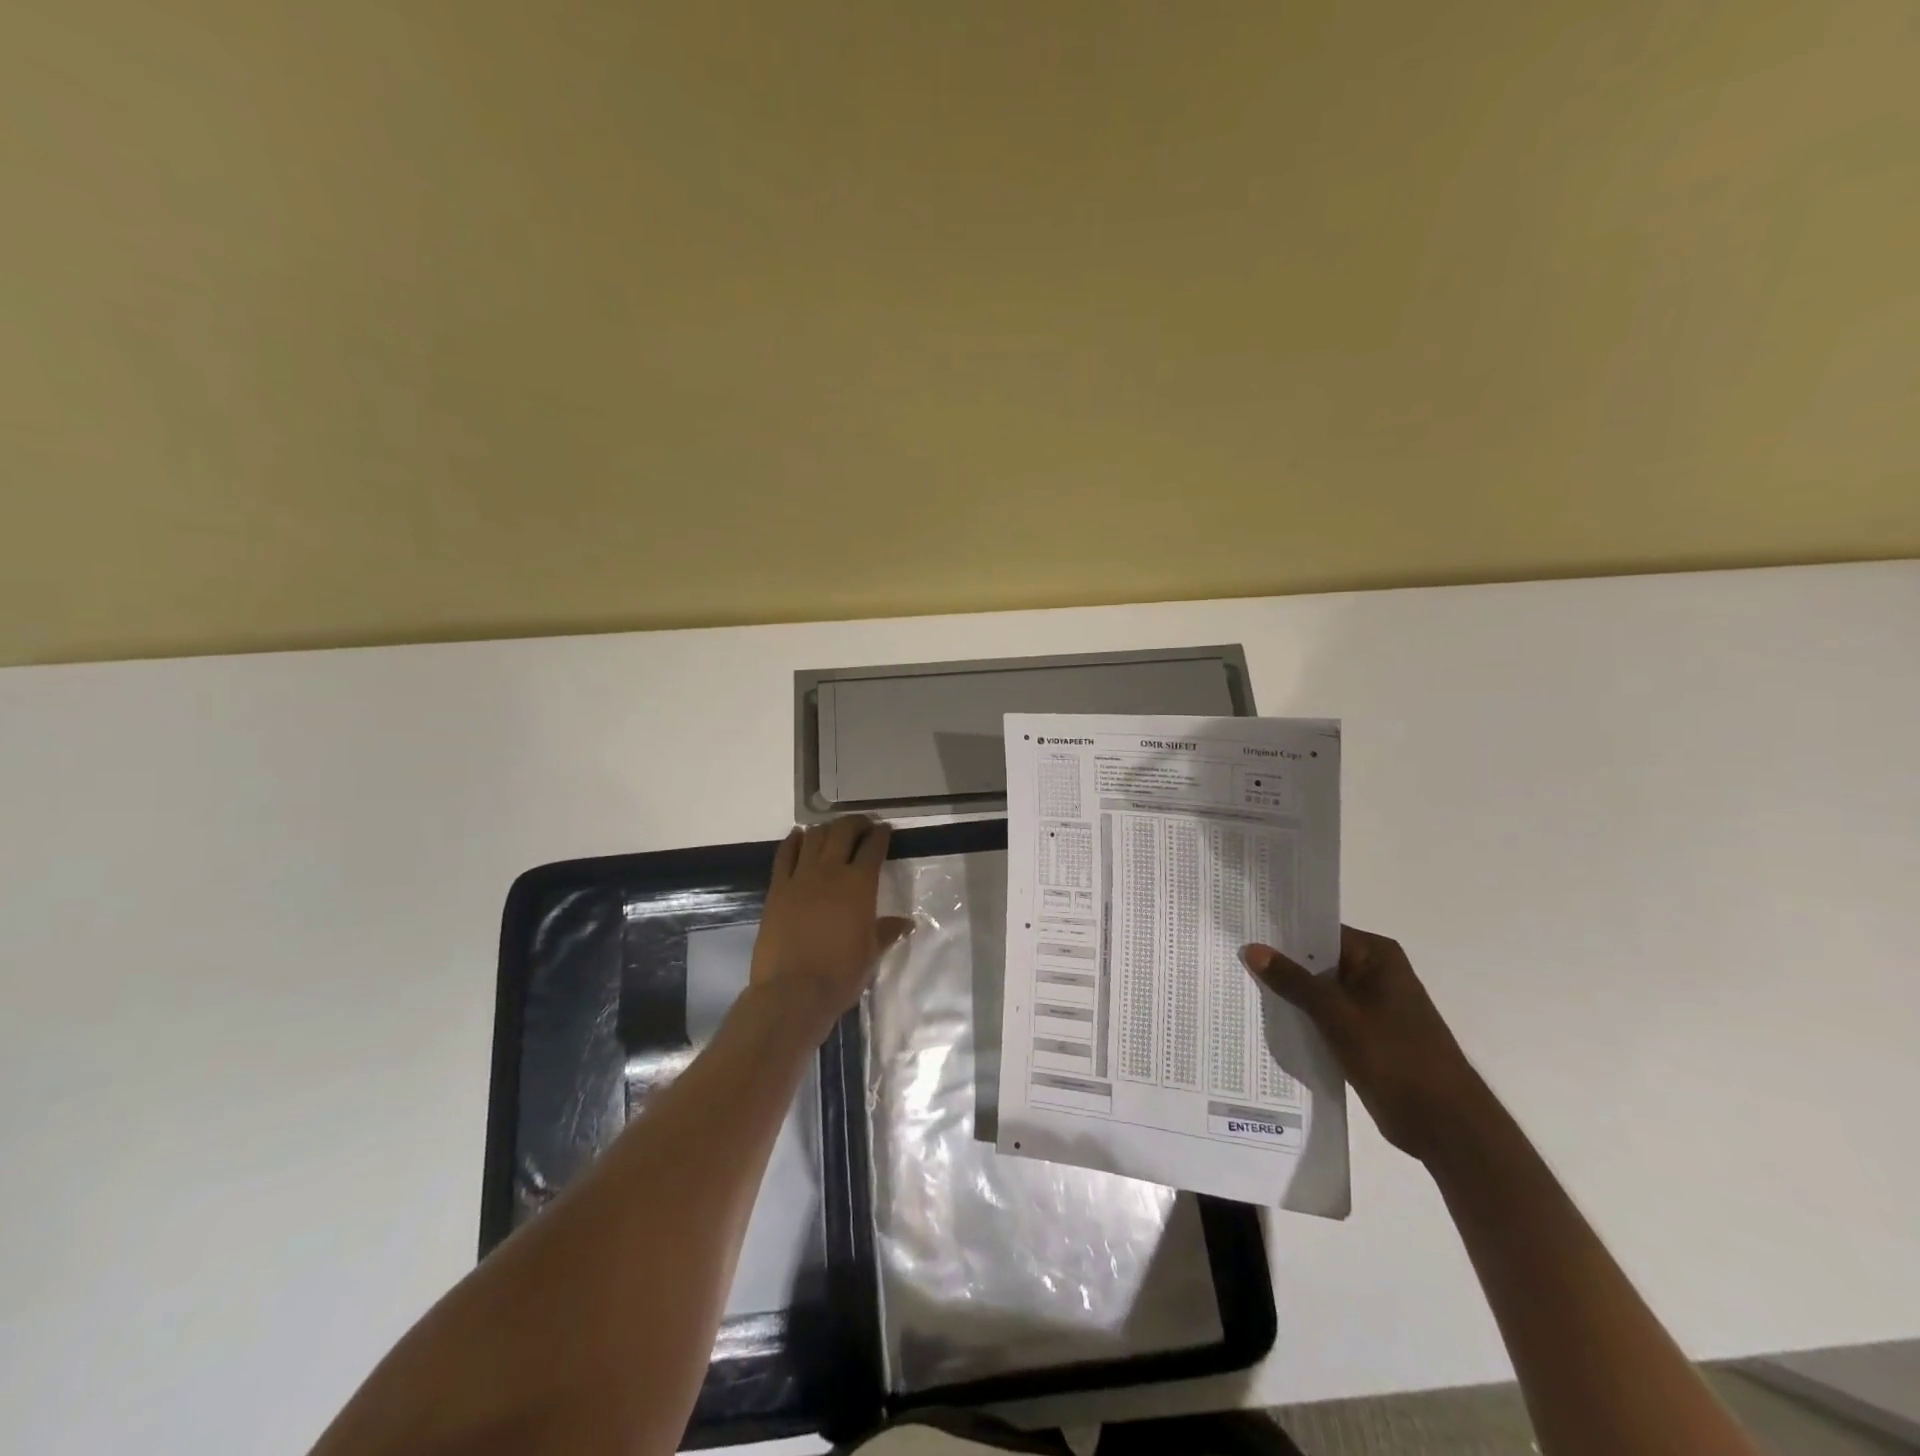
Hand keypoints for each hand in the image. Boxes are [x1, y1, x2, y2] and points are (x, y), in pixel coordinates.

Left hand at [750, 816, 912, 1027]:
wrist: (793, 991)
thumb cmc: (840, 974)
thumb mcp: (871, 953)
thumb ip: (887, 932)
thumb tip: (906, 923)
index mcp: (860, 884)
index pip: (873, 847)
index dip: (880, 835)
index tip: (884, 830)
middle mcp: (831, 871)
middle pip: (843, 831)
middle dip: (856, 823)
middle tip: (863, 825)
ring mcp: (800, 877)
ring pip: (814, 837)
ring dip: (827, 828)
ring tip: (834, 830)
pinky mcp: (777, 888)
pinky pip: (785, 854)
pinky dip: (794, 840)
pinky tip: (799, 836)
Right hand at [1241, 927, 1491, 1163]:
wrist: (1445, 1125)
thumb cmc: (1396, 1058)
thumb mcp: (1337, 1015)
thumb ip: (1293, 981)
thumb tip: (1251, 948)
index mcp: (1376, 955)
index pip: (1318, 930)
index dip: (1279, 931)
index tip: (1240, 929)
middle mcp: (1373, 972)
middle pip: (1315, 958)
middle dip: (1278, 962)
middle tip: (1229, 956)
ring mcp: (1369, 1004)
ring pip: (1317, 988)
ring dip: (1287, 992)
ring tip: (1237, 984)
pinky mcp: (1363, 1032)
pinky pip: (1323, 1014)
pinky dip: (1300, 1015)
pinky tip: (1265, 1017)